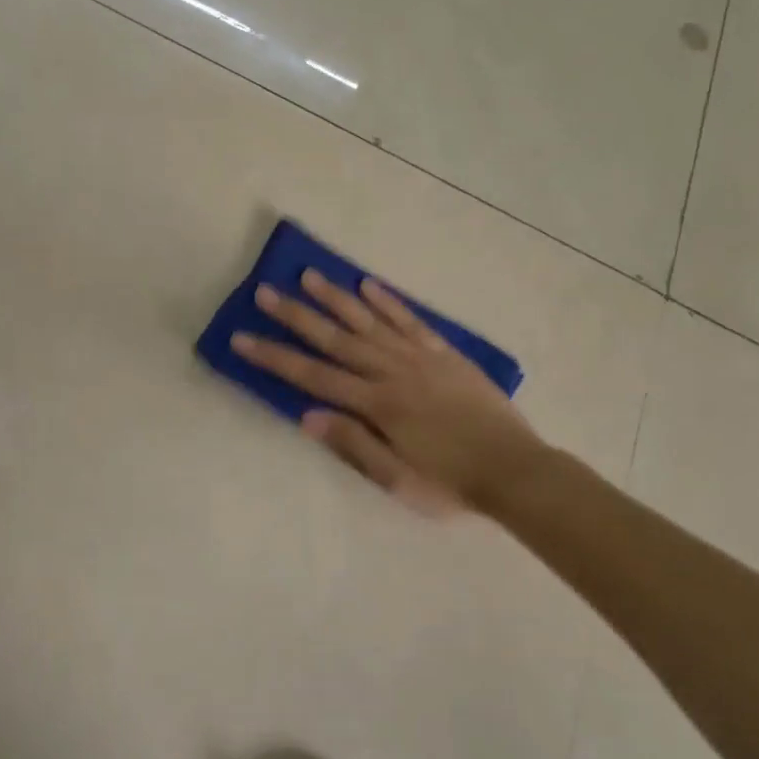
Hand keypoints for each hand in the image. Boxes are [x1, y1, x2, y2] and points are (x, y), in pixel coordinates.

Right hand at [231, 269, 538, 512]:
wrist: (515, 471)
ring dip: (337, 298)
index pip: (314, 376)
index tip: (243, 338)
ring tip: (309, 275)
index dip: (275, 358)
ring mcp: (421, 358)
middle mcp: (394, 372)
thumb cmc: (450, 483)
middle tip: (265, 293)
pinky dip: (388, 302)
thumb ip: (352, 444)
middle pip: (336, 339)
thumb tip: (306, 415)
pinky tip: (368, 285)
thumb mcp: (396, 479)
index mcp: (377, 405)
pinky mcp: (446, 353)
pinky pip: (411, 321)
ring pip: (370, 321)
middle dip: (297, 316)